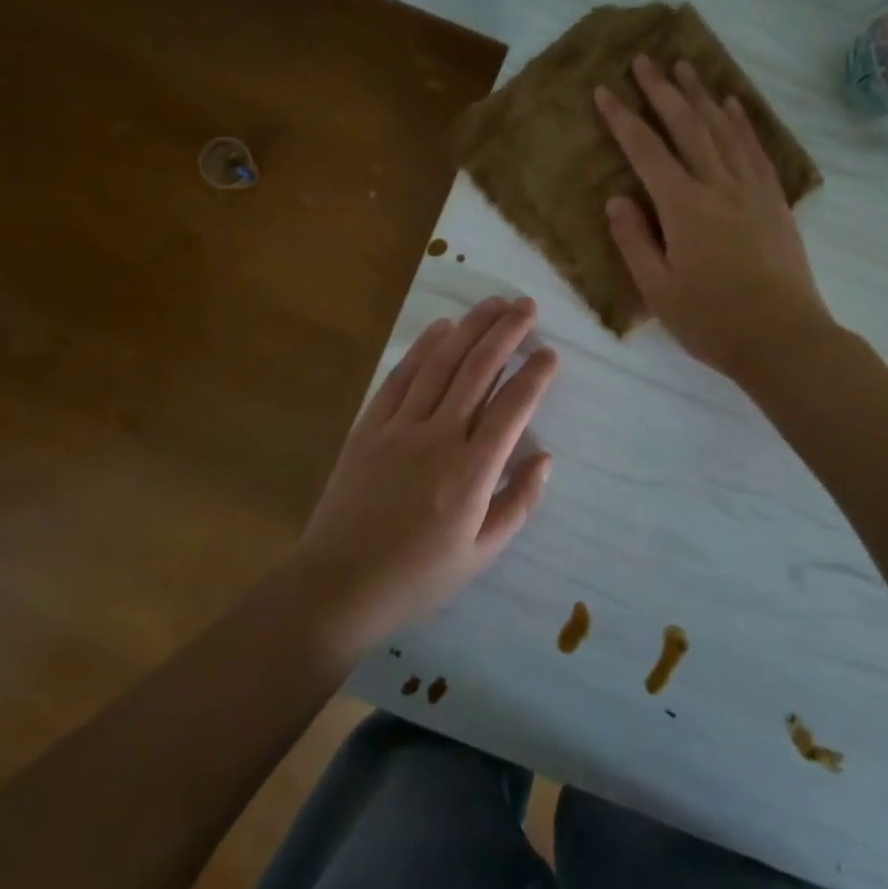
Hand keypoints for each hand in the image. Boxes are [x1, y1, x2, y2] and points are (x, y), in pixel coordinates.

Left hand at [292, 296, 557, 647]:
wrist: (337, 585)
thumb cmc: (417, 578)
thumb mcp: (480, 554)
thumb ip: (517, 502)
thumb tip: (544, 458)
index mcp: (471, 472)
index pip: (512, 407)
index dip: (535, 375)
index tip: (550, 353)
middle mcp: (438, 437)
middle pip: (478, 370)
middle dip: (506, 333)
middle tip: (526, 306)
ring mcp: (399, 427)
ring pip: (441, 364)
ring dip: (469, 328)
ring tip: (493, 303)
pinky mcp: (369, 427)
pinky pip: (400, 378)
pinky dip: (422, 348)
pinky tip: (441, 329)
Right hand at [595, 55, 831, 381]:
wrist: (783, 338)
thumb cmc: (712, 320)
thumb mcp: (658, 289)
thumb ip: (634, 240)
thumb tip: (617, 199)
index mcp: (684, 207)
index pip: (647, 151)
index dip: (623, 119)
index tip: (605, 90)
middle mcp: (718, 186)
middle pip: (687, 127)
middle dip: (662, 91)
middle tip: (645, 59)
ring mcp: (751, 190)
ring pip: (723, 129)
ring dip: (702, 95)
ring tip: (685, 66)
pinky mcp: (774, 200)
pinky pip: (755, 149)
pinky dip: (741, 122)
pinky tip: (732, 104)